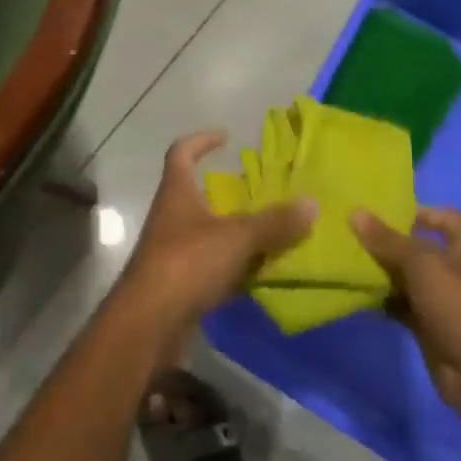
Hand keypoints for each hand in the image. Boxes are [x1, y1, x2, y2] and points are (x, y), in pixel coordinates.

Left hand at [116, 131, 316, 331]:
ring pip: (208, 233)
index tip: (226, 137)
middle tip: (262, 192)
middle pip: (197, 194)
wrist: (148, 323)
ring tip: (272, 232)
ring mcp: (173, 251)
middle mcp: (171, 217)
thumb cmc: (186, 264)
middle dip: (228, 192)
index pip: (181, 153)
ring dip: (235, 232)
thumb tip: (311, 203)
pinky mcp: (180, 283)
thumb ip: (274, 223)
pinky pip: (212, 267)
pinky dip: (235, 268)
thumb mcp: (236, 238)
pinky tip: (261, 274)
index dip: (201, 141)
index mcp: (177, 193)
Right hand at [352, 206, 460, 431]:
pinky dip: (383, 300)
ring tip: (346, 260)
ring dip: (382, 271)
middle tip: (351, 233)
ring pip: (407, 278)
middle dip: (389, 241)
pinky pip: (402, 305)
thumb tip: (356, 213)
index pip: (445, 218)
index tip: (383, 211)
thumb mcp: (423, 266)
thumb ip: (388, 240)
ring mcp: (443, 300)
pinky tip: (356, 294)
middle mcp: (456, 270)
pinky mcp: (430, 327)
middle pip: (419, 248)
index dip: (419, 211)